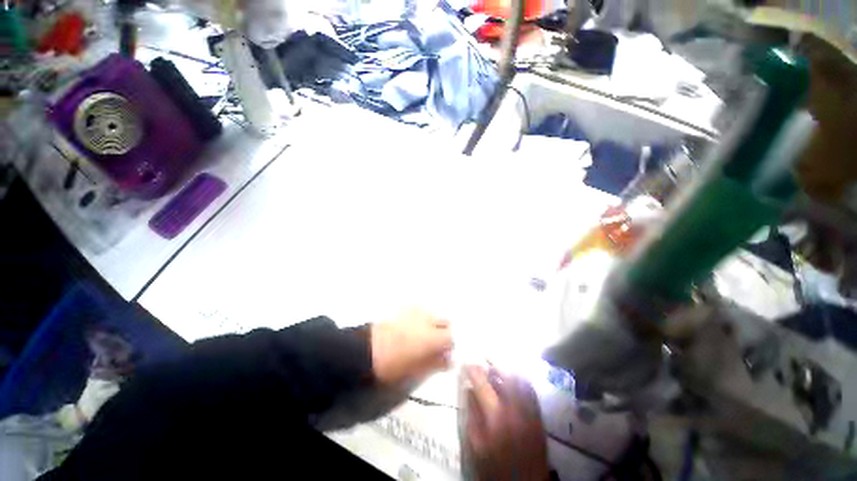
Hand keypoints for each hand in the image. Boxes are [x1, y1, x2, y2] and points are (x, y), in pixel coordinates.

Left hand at [370, 309, 452, 384]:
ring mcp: (415, 310)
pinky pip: (419, 309)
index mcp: (432, 336)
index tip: (442, 354)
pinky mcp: (404, 307)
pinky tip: (409, 327)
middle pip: (445, 321)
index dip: (448, 347)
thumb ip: (436, 363)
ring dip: (431, 323)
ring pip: (432, 314)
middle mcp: (427, 319)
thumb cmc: (392, 365)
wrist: (366, 350)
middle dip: (442, 331)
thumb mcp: (416, 370)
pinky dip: (419, 317)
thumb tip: (448, 360)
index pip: (451, 337)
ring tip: (419, 335)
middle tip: (432, 345)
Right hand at [464, 365, 549, 480]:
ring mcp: (530, 409)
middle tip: (483, 357)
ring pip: (519, 377)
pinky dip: (520, 377)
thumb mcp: (475, 444)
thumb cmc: (495, 465)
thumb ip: (471, 414)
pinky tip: (513, 376)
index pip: (482, 383)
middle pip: (504, 374)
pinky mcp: (539, 413)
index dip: (473, 370)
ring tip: (496, 364)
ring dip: (506, 367)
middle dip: (491, 362)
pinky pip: (530, 388)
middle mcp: (515, 407)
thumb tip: (467, 388)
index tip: (466, 363)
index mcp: (496, 415)